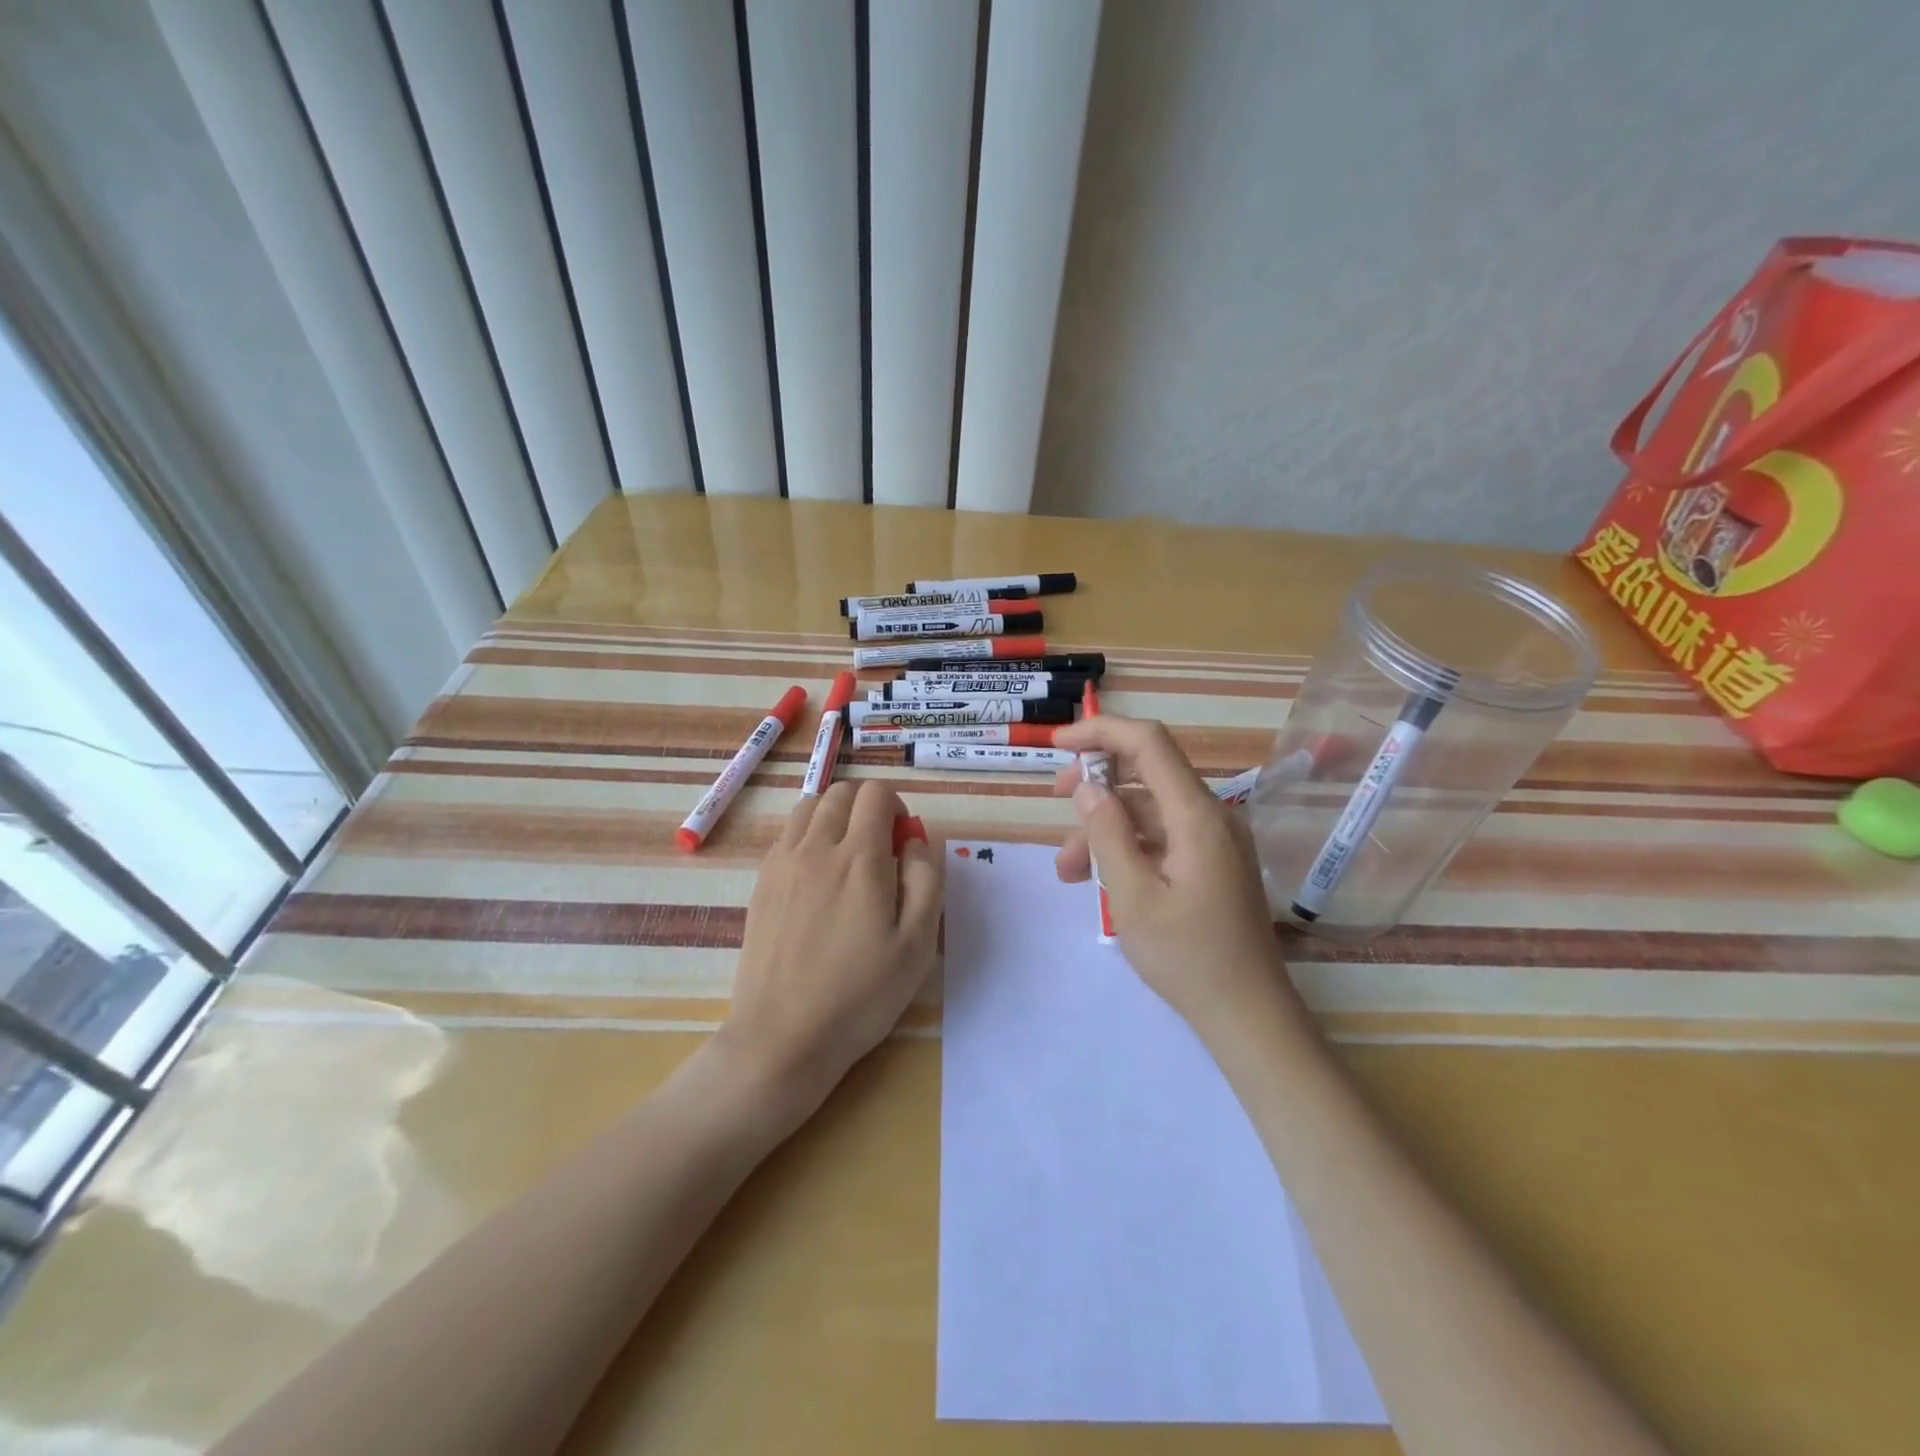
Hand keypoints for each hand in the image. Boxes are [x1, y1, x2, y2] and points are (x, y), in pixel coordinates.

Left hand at [718, 779, 941, 1117]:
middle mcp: (816, 848)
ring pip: (808, 806)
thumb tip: (915, 840)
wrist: (783, 1037)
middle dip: (868, 806)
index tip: (903, 844)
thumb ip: (926, 880)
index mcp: (859, 858)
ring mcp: (782, 863)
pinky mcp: (761, 883)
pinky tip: (818, 875)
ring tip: (848, 855)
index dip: (897, 807)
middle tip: (880, 848)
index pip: (876, 794)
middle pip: (841, 792)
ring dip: (835, 815)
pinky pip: (786, 834)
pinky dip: (808, 834)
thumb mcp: (918, 944)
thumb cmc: (861, 995)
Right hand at [1053, 715, 1302, 1040]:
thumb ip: (1106, 833)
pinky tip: (1099, 878)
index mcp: (1197, 816)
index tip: (1058, 741)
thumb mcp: (1132, 896)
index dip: (1102, 731)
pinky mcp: (1212, 862)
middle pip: (1148, 773)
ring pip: (1149, 811)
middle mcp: (1212, 816)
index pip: (1149, 744)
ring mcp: (1215, 840)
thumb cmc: (1187, 957)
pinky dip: (1128, 847)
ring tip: (1066, 870)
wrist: (1249, 1015)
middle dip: (1097, 780)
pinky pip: (1163, 837)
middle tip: (1055, 798)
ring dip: (1105, 827)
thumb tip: (1087, 785)